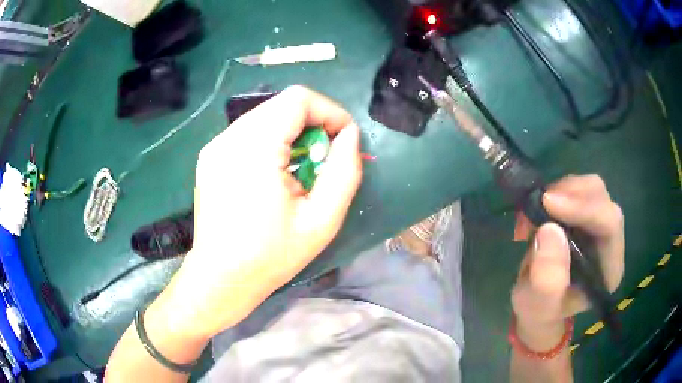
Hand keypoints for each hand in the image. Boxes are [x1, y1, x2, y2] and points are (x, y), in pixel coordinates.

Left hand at [158, 86, 362, 341]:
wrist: (222, 277)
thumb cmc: (272, 255)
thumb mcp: (322, 220)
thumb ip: (345, 171)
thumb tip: (350, 135)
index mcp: (254, 149)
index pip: (298, 99)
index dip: (329, 111)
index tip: (343, 139)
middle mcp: (229, 137)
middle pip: (281, 104)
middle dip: (312, 123)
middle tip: (322, 160)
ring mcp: (215, 145)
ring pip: (265, 115)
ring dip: (291, 133)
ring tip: (297, 170)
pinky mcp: (210, 155)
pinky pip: (248, 131)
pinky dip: (270, 141)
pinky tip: (272, 173)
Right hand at [511, 175, 623, 349]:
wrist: (537, 303)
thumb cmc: (539, 310)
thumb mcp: (537, 306)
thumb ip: (546, 280)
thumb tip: (550, 230)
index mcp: (608, 269)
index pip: (610, 225)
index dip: (584, 208)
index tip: (549, 203)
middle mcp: (610, 243)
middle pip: (602, 199)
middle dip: (570, 195)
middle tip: (538, 206)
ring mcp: (599, 225)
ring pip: (590, 187)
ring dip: (560, 192)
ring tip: (534, 214)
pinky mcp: (586, 214)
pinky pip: (575, 188)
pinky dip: (555, 192)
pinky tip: (538, 211)